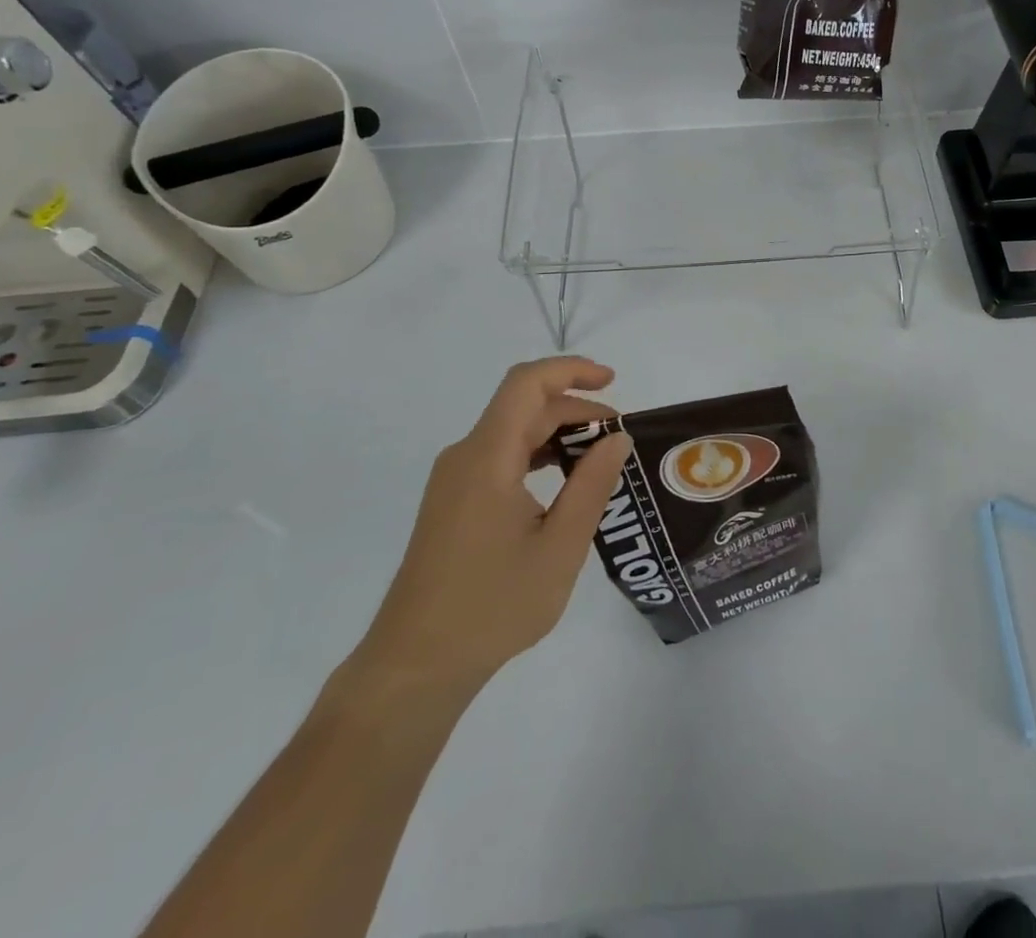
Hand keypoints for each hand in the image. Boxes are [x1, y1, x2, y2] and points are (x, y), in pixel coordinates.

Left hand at [349, 358, 632, 704]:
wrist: (415, 666)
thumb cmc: (493, 606)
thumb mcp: (560, 547)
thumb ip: (591, 485)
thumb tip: (616, 439)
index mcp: (487, 458)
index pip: (527, 384)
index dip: (571, 370)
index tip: (612, 382)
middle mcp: (465, 457)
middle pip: (524, 408)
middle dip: (576, 410)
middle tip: (619, 439)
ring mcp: (454, 480)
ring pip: (512, 432)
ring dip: (558, 434)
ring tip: (599, 460)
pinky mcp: (452, 502)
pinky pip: (499, 458)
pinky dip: (537, 456)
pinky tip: (562, 485)